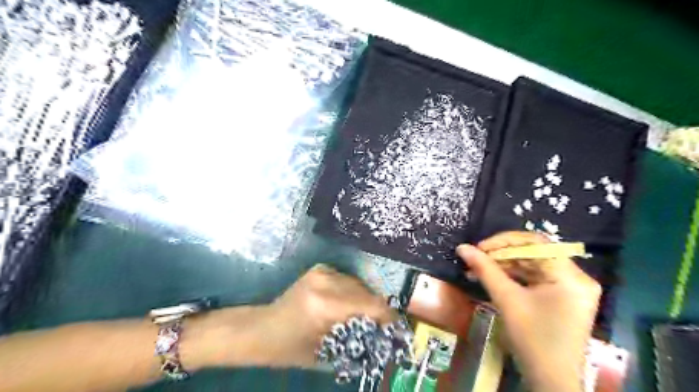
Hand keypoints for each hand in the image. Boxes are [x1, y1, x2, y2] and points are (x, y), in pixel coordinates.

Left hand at [256, 265, 392, 369]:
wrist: (263, 328)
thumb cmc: (290, 347)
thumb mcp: (326, 352)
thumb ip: (357, 341)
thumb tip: (384, 336)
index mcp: (325, 303)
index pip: (369, 304)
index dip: (387, 316)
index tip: (398, 327)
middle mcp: (325, 281)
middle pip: (366, 292)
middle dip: (377, 309)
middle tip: (382, 326)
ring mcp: (322, 271)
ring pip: (358, 284)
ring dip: (365, 300)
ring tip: (366, 316)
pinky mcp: (320, 268)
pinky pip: (347, 280)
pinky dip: (353, 292)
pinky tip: (347, 304)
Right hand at [460, 231, 599, 391]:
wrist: (552, 382)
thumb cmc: (533, 340)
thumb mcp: (507, 300)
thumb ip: (485, 270)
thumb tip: (462, 248)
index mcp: (570, 276)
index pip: (536, 242)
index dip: (504, 241)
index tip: (480, 247)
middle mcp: (576, 277)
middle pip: (534, 253)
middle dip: (501, 255)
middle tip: (476, 259)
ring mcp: (570, 288)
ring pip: (532, 265)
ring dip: (504, 266)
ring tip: (478, 269)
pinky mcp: (562, 297)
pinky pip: (535, 278)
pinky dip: (513, 277)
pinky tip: (492, 278)